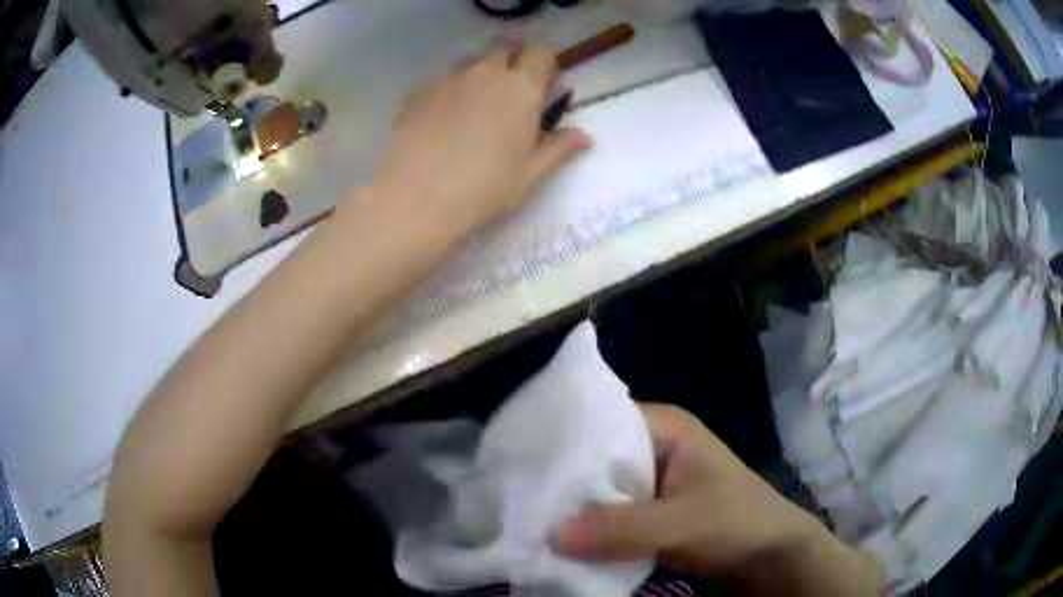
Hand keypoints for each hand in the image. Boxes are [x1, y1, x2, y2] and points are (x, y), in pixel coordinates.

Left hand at [356, 42, 592, 239]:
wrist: (417, 198)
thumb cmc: (484, 188)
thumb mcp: (530, 174)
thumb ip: (559, 148)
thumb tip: (584, 136)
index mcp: (521, 87)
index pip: (540, 51)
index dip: (543, 65)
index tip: (542, 87)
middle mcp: (486, 72)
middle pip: (504, 49)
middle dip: (512, 64)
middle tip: (509, 97)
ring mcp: (449, 78)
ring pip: (471, 63)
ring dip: (480, 76)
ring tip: (472, 111)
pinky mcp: (419, 90)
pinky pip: (442, 79)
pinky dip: (450, 90)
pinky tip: (441, 122)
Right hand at [554, 404, 883, 594]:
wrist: (769, 551)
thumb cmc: (737, 520)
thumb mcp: (684, 522)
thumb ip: (623, 528)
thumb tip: (553, 534)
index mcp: (663, 427)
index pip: (600, 421)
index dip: (563, 441)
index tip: (521, 461)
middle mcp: (651, 446)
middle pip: (595, 457)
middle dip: (562, 480)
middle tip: (516, 496)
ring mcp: (648, 480)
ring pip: (598, 488)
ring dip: (573, 507)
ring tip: (526, 518)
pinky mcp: (646, 510)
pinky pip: (607, 514)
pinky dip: (588, 527)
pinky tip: (558, 539)